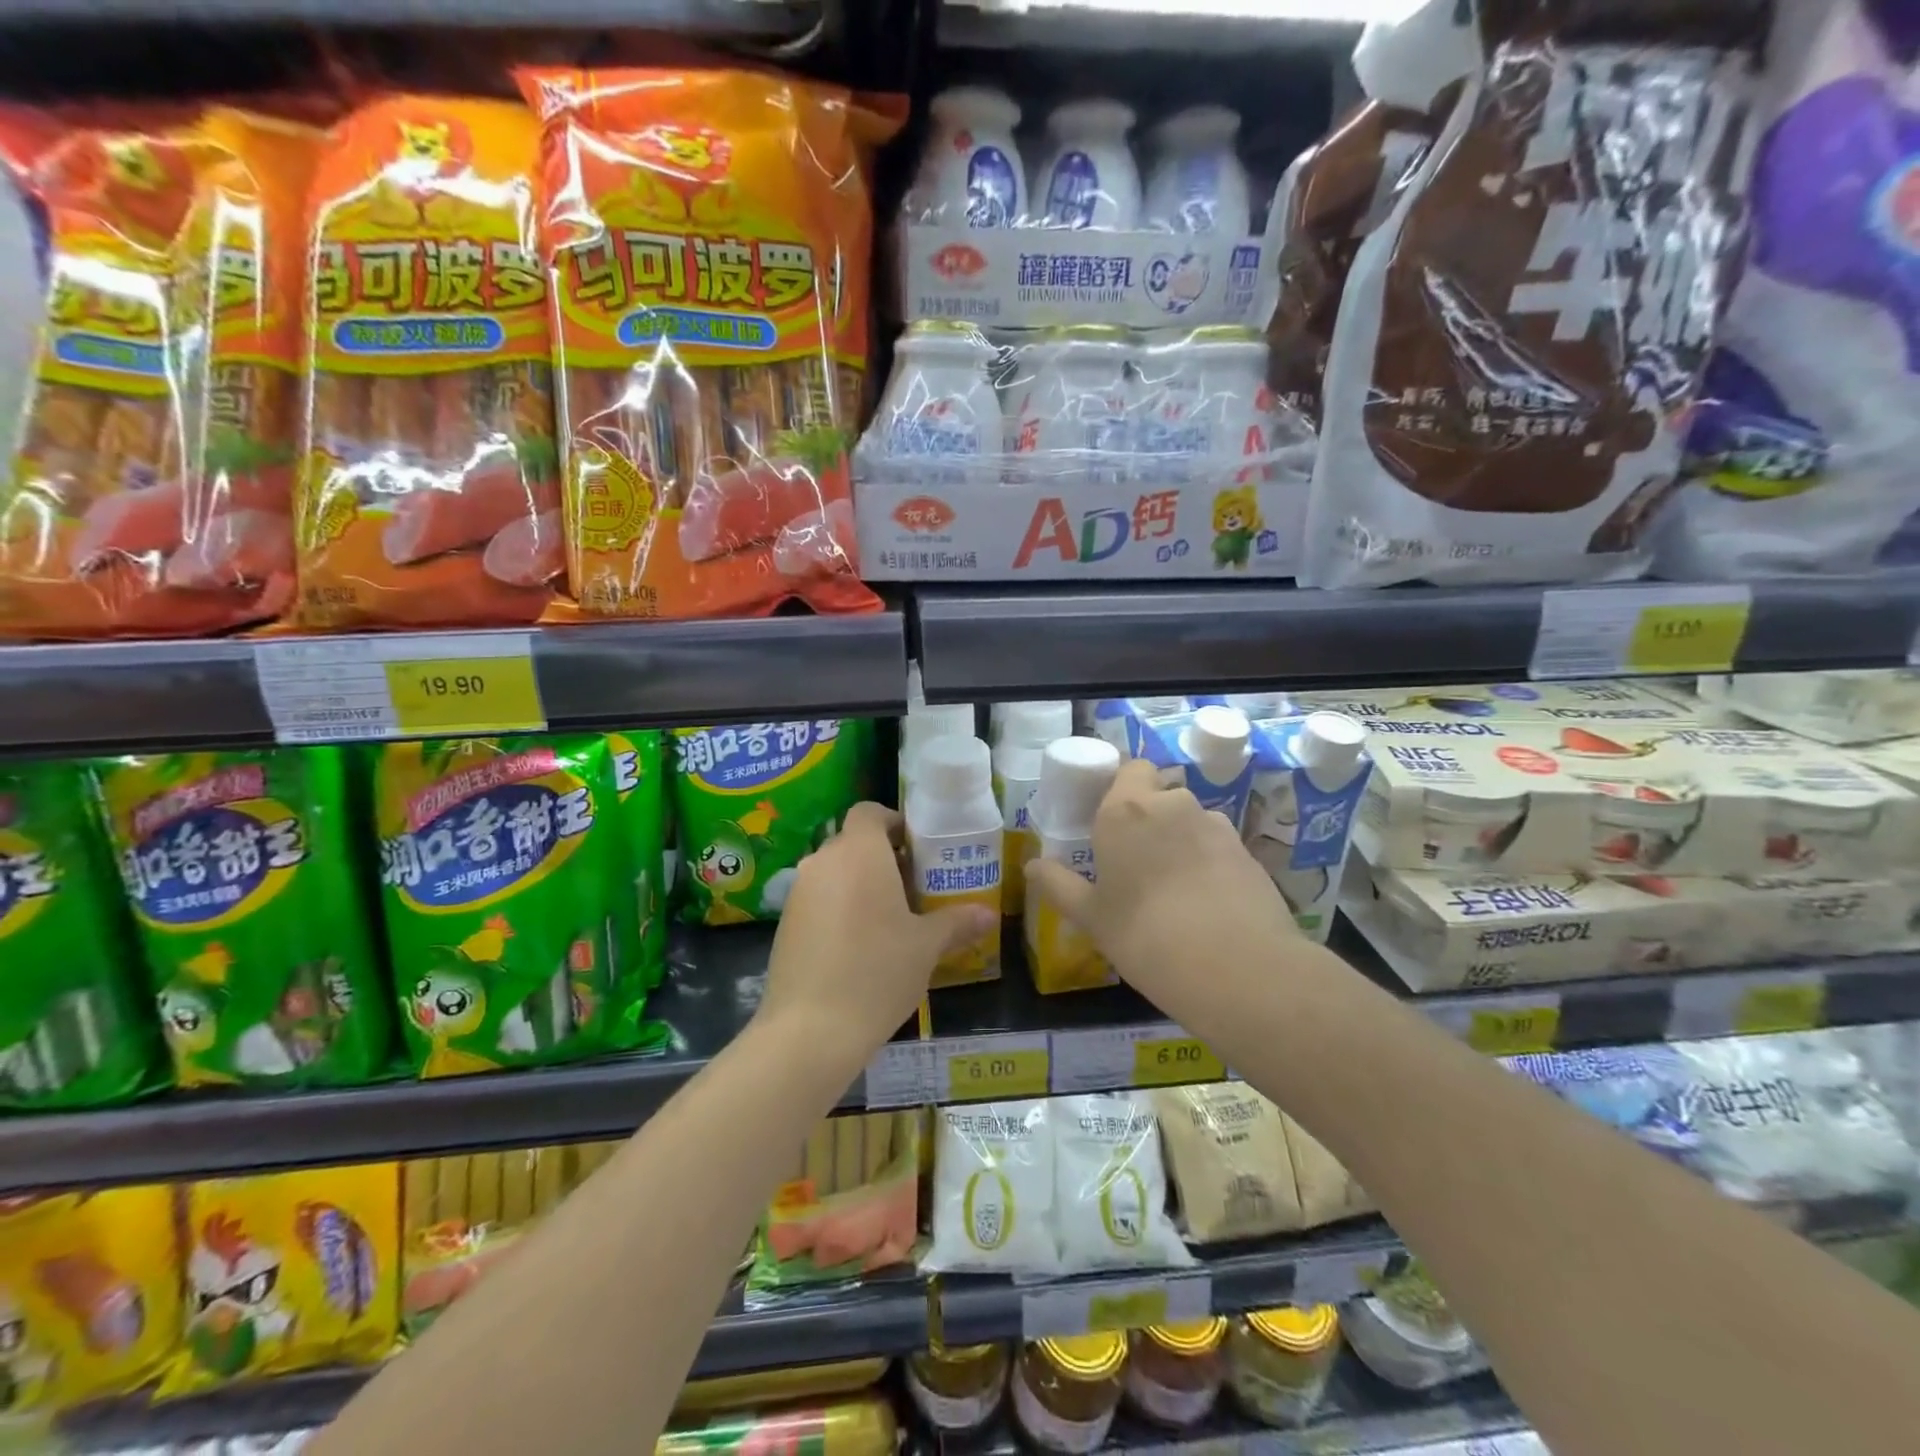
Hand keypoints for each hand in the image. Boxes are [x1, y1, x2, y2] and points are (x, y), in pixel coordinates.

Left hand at [759, 801, 996, 1057]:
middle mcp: (823, 861)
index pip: (870, 812)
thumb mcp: (926, 947)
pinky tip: (857, 945)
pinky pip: (818, 899)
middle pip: (853, 842)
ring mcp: (799, 892)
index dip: (894, 823)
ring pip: (834, 871)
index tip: (917, 850)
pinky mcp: (784, 922)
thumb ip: (957, 923)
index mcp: (859, 852)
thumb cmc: (877, 972)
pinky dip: (838, 907)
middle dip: (882, 858)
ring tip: (888, 919)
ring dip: (859, 884)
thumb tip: (988, 914)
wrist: (810, 1029)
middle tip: (913, 888)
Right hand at [1026, 759, 1298, 1009]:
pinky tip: (1204, 903)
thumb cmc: (1145, 935)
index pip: (1129, 768)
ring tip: (1172, 887)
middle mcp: (1172, 805)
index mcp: (1125, 810)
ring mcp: (1216, 825)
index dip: (1122, 787)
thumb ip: (1058, 885)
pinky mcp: (1247, 852)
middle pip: (1160, 794)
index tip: (1110, 820)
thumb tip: (1031, 865)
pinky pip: (1217, 846)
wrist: (1238, 969)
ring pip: (1190, 820)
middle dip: (1149, 817)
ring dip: (1180, 840)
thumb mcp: (1092, 917)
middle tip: (1135, 860)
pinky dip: (1208, 862)